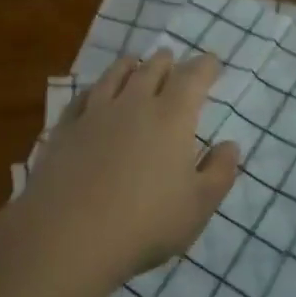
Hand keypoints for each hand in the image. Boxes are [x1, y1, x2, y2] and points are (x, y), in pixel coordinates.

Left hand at [26, 50, 239, 281]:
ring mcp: (95, 114)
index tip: (212, 63)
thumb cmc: (145, 223)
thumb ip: (219, 172)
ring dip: (128, 66)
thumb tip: (230, 145)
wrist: (68, 236)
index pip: (192, 78)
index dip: (205, 67)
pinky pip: (82, 98)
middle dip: (166, 62)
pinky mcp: (65, 130)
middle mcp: (134, 104)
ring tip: (133, 62)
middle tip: (171, 59)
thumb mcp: (198, 206)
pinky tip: (92, 94)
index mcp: (171, 117)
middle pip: (152, 70)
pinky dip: (93, 89)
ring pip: (114, 76)